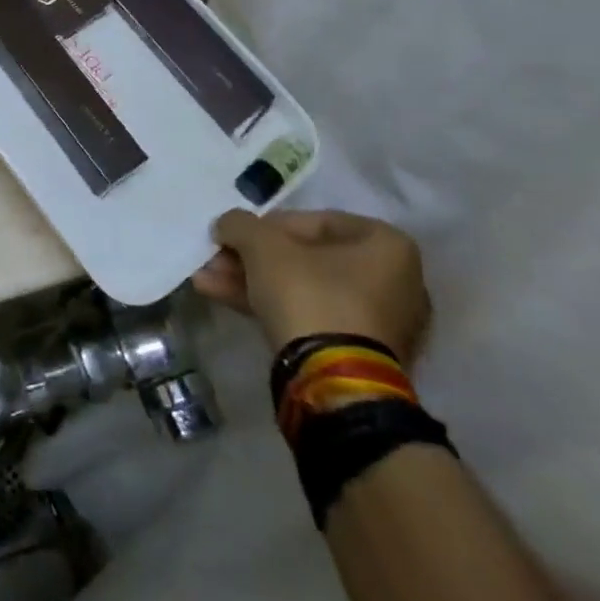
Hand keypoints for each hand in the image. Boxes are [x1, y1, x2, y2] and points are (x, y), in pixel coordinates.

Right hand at [192, 209, 430, 361]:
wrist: (333, 379)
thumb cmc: (308, 293)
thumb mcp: (263, 246)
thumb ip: (240, 224)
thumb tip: (227, 224)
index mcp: (386, 245)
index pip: (315, 221)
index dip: (266, 225)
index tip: (236, 235)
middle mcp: (394, 280)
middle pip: (305, 258)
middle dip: (252, 258)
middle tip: (216, 258)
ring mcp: (378, 322)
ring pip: (302, 289)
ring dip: (251, 280)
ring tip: (205, 278)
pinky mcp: (359, 353)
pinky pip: (309, 316)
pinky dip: (269, 305)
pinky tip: (221, 297)